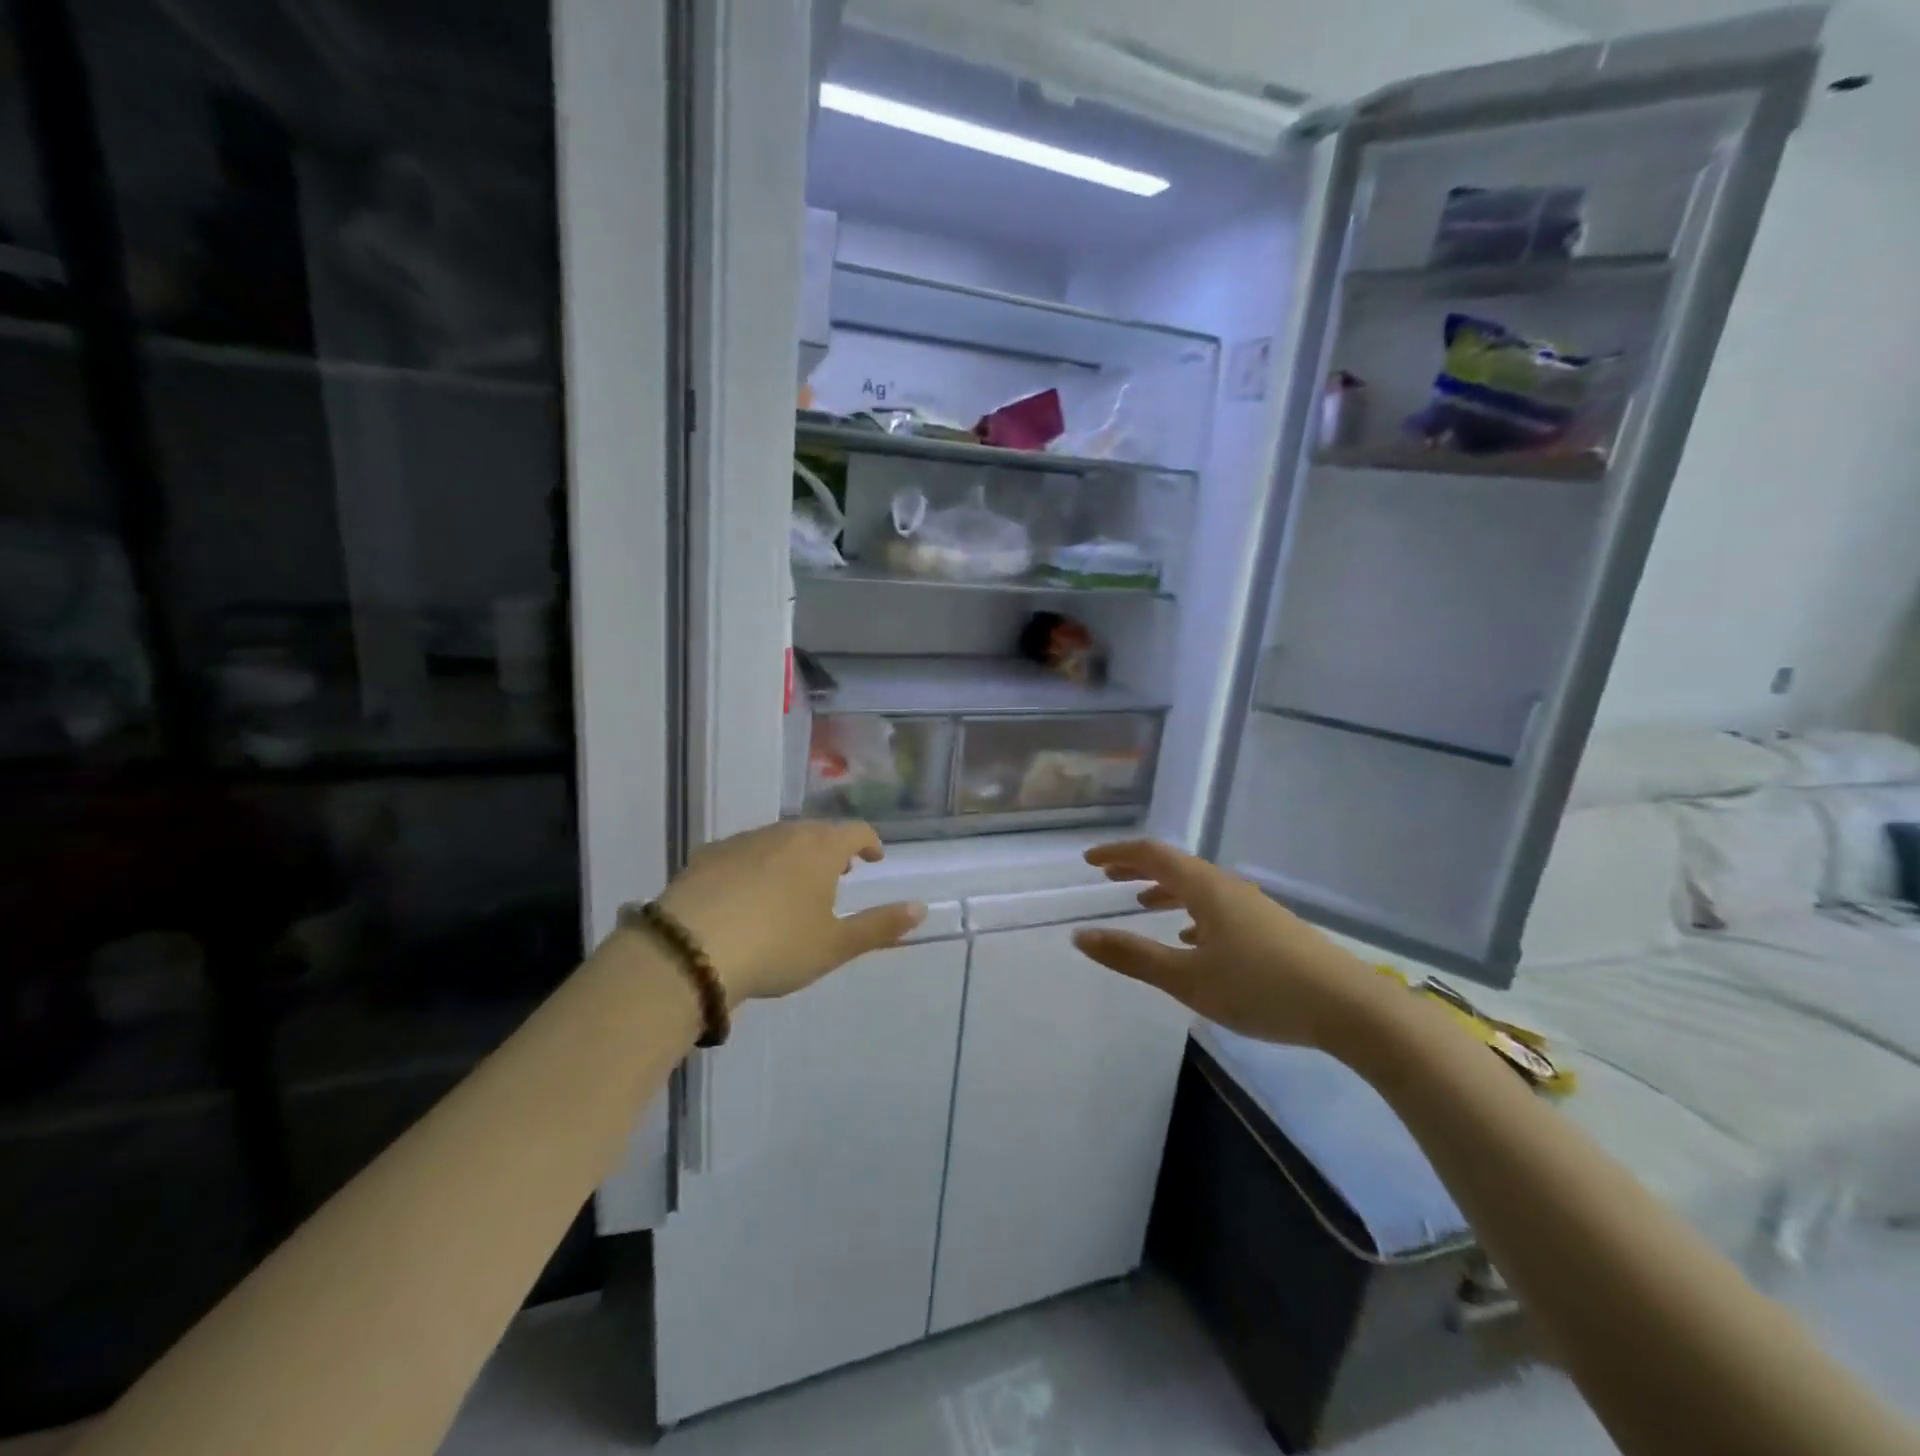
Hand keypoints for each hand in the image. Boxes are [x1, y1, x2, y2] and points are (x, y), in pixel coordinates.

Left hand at [655, 821, 924, 1004]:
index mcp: (820, 849)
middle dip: (831, 849)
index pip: (855, 831)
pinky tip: (746, 893)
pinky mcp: (707, 855)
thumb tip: (920, 908)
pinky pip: (743, 852)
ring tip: (793, 884)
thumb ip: (879, 926)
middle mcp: (783, 833)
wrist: (688, 951)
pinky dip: (755, 865)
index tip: (873, 859)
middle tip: (837, 873)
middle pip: (816, 832)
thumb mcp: (834, 945)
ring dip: (793, 855)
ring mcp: (742, 841)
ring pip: (778, 839)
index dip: (869, 843)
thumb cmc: (776, 947)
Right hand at [1070, 839, 1392, 1050]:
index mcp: (1206, 888)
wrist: (1350, 1008)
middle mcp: (1228, 888)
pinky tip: (1191, 940)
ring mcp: (1253, 908)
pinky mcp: (1270, 929)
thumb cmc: (1261, 989)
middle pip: (1176, 866)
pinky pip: (1218, 908)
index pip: (1153, 855)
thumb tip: (1080, 936)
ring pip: (1198, 888)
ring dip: (1165, 891)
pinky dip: (1192, 913)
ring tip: (1142, 905)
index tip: (1089, 862)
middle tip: (1108, 878)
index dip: (1118, 854)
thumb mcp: (1187, 979)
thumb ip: (1132, 956)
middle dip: (1139, 869)